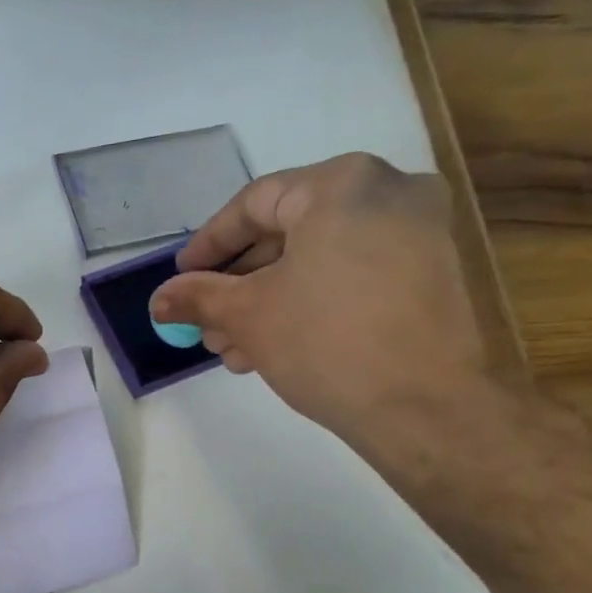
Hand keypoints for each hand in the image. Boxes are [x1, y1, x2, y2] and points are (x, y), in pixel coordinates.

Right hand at [149, 154, 490, 468]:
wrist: (426, 408)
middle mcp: (388, 191)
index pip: (253, 204)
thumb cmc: (327, 342)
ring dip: (268, 302)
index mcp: (342, 184)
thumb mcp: (248, 315)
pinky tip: (275, 347)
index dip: (208, 245)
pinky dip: (310, 303)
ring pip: (319, 260)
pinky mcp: (433, 274)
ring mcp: (419, 232)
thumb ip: (197, 297)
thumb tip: (158, 299)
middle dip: (238, 286)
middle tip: (206, 325)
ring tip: (232, 349)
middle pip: (288, 233)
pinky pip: (352, 276)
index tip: (180, 278)